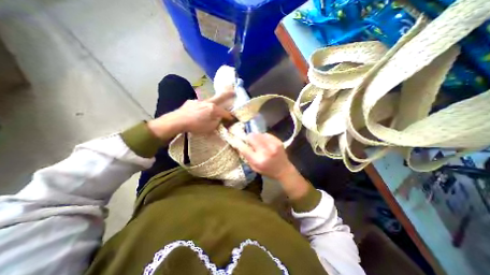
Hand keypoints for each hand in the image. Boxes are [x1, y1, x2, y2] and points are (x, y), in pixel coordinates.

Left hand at [172, 91, 234, 132]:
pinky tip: (198, 112)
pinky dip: (202, 108)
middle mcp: (207, 102)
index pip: (225, 113)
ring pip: (209, 101)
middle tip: (233, 91)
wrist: (177, 121)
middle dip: (228, 94)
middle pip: (220, 97)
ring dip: (213, 104)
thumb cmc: (196, 126)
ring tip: (213, 108)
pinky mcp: (191, 102)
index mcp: (213, 109)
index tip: (233, 118)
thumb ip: (217, 122)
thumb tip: (219, 119)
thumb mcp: (210, 127)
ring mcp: (199, 101)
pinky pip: (199, 104)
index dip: (230, 116)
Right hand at [232, 132, 306, 199]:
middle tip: (249, 141)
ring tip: (257, 142)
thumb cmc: (267, 170)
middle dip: (248, 138)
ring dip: (255, 137)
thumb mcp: (254, 168)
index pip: (244, 148)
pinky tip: (264, 142)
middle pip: (252, 137)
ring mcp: (273, 145)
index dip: (238, 143)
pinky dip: (262, 137)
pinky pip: (266, 134)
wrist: (284, 170)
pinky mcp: (278, 141)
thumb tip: (239, 145)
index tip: (236, 140)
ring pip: (258, 134)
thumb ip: (246, 156)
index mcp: (258, 161)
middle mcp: (266, 151)